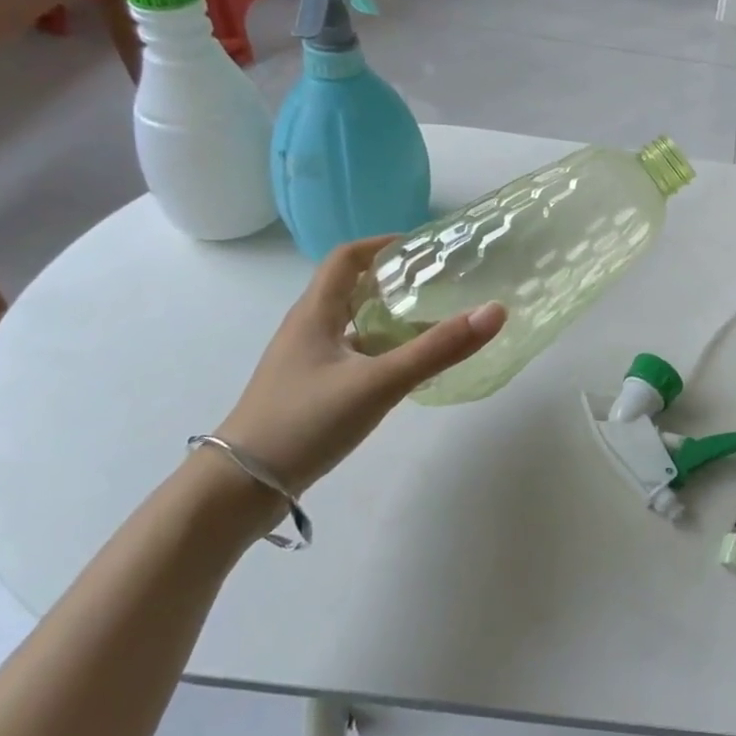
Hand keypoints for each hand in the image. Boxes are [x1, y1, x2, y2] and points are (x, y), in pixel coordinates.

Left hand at [211, 237, 504, 493]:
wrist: (240, 490)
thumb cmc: (305, 422)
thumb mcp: (379, 383)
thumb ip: (438, 349)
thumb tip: (495, 311)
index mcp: (315, 313)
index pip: (347, 258)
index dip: (383, 245)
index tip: (424, 249)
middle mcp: (308, 330)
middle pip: (352, 290)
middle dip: (395, 282)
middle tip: (439, 285)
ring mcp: (306, 364)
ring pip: (354, 326)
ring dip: (390, 319)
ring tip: (434, 325)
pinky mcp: (310, 392)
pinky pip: (352, 357)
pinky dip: (382, 353)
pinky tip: (407, 373)